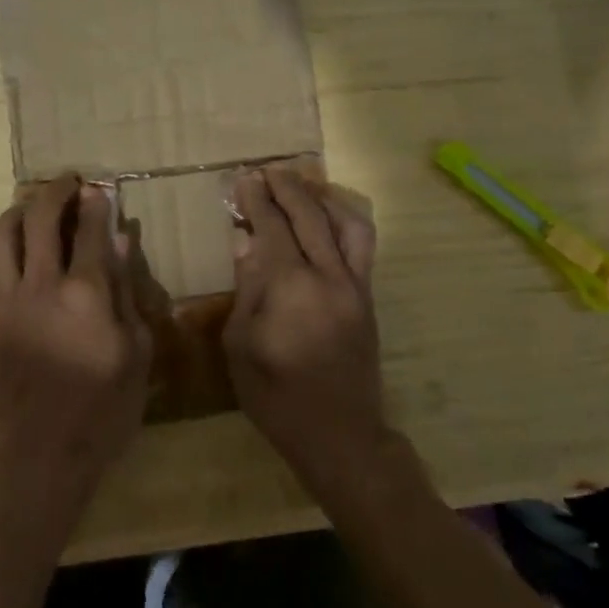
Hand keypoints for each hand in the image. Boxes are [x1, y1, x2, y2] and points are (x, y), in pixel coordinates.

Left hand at [0, 175, 151, 495]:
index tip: (99, 188)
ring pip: (2, 234)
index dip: (96, 203)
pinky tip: (18, 251)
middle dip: (55, 191)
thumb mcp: (137, 351)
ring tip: (34, 206)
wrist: (44, 453)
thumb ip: (127, 291)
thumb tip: (121, 242)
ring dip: (19, 211)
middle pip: (40, 217)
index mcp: (86, 293)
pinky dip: (5, 248)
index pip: (91, 230)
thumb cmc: (105, 408)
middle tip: (68, 182)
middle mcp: (42, 284)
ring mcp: (8, 300)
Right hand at [226, 164, 385, 486]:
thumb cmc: (277, 397)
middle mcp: (329, 277)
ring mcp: (355, 286)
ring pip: (346, 224)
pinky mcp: (367, 298)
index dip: (257, 200)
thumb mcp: (241, 345)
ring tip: (301, 187)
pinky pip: (360, 246)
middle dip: (287, 188)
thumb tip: (245, 242)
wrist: (340, 435)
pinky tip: (327, 219)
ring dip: (321, 199)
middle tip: (267, 171)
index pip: (273, 228)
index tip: (243, 179)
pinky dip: (343, 222)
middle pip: (310, 216)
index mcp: (291, 288)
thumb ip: (246, 288)